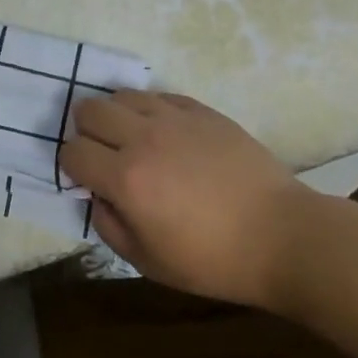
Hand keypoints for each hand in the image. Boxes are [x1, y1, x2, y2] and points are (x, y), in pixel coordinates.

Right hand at [58, 91, 312, 307]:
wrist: (284, 236)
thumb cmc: (215, 260)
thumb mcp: (150, 263)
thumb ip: (109, 226)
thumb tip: (96, 196)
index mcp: (126, 179)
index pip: (73, 152)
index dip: (73, 166)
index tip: (88, 180)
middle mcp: (142, 138)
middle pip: (89, 109)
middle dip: (87, 131)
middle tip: (106, 154)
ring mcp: (174, 119)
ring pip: (122, 95)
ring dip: (118, 116)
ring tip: (136, 140)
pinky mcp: (201, 110)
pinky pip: (159, 96)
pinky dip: (152, 111)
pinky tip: (168, 135)